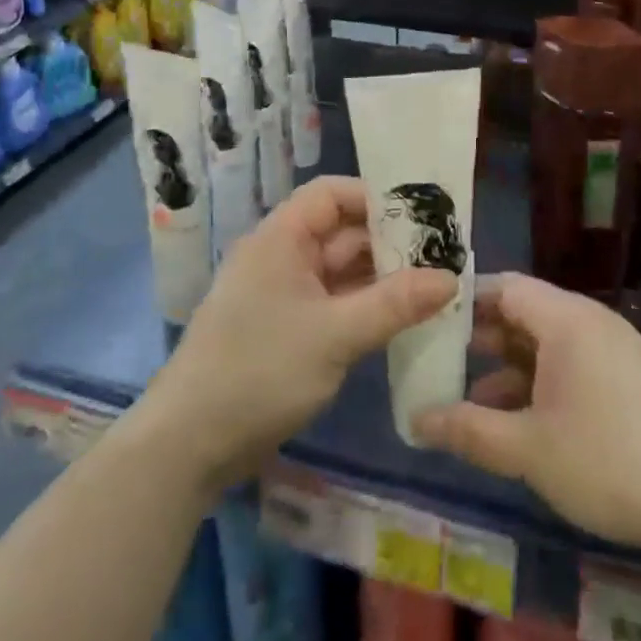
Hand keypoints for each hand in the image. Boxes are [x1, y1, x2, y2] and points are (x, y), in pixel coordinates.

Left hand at [136, 176, 456, 495]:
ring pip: (339, 271)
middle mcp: (281, 256)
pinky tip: (399, 319)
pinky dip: (363, 306)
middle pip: (340, 232)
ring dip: (380, 278)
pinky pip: (332, 302)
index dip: (375, 198)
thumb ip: (395, 304)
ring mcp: (282, 294)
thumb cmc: (259, 371)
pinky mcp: (285, 329)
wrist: (188, 446)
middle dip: (388, 242)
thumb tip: (451, 277)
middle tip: (442, 255)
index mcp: (282, 238)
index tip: (422, 217)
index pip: (331, 194)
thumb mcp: (335, 335)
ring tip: (432, 286)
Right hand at [413, 273, 640, 558]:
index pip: (504, 287)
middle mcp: (590, 321)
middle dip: (483, 338)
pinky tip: (523, 423)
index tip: (429, 324)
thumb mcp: (528, 448)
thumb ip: (468, 430)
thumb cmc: (608, 459)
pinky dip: (542, 383)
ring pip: (549, 343)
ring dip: (510, 367)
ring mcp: (615, 349)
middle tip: (441, 361)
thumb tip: (416, 418)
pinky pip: (573, 364)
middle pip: (526, 312)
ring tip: (472, 402)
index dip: (464, 302)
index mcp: (565, 318)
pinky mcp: (632, 378)